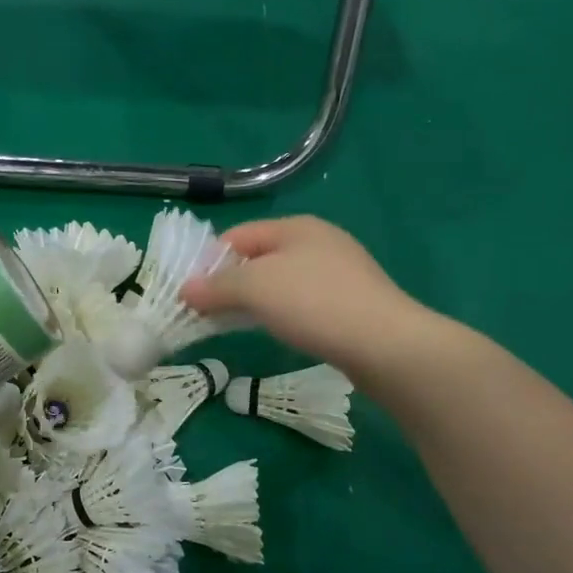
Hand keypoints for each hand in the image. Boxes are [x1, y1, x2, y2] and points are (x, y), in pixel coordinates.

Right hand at [181, 216, 444, 386]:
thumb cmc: (314, 304)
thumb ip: (216, 286)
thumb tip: (185, 290)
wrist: (386, 345)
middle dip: (230, 283)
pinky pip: (303, 302)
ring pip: (281, 281)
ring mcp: (340, 272)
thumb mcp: (255, 288)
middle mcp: (319, 241)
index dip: (209, 261)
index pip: (237, 235)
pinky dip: (282, 314)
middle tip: (208, 312)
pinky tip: (279, 332)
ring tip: (236, 326)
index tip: (190, 294)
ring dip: (255, 301)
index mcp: (296, 227)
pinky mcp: (351, 303)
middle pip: (260, 257)